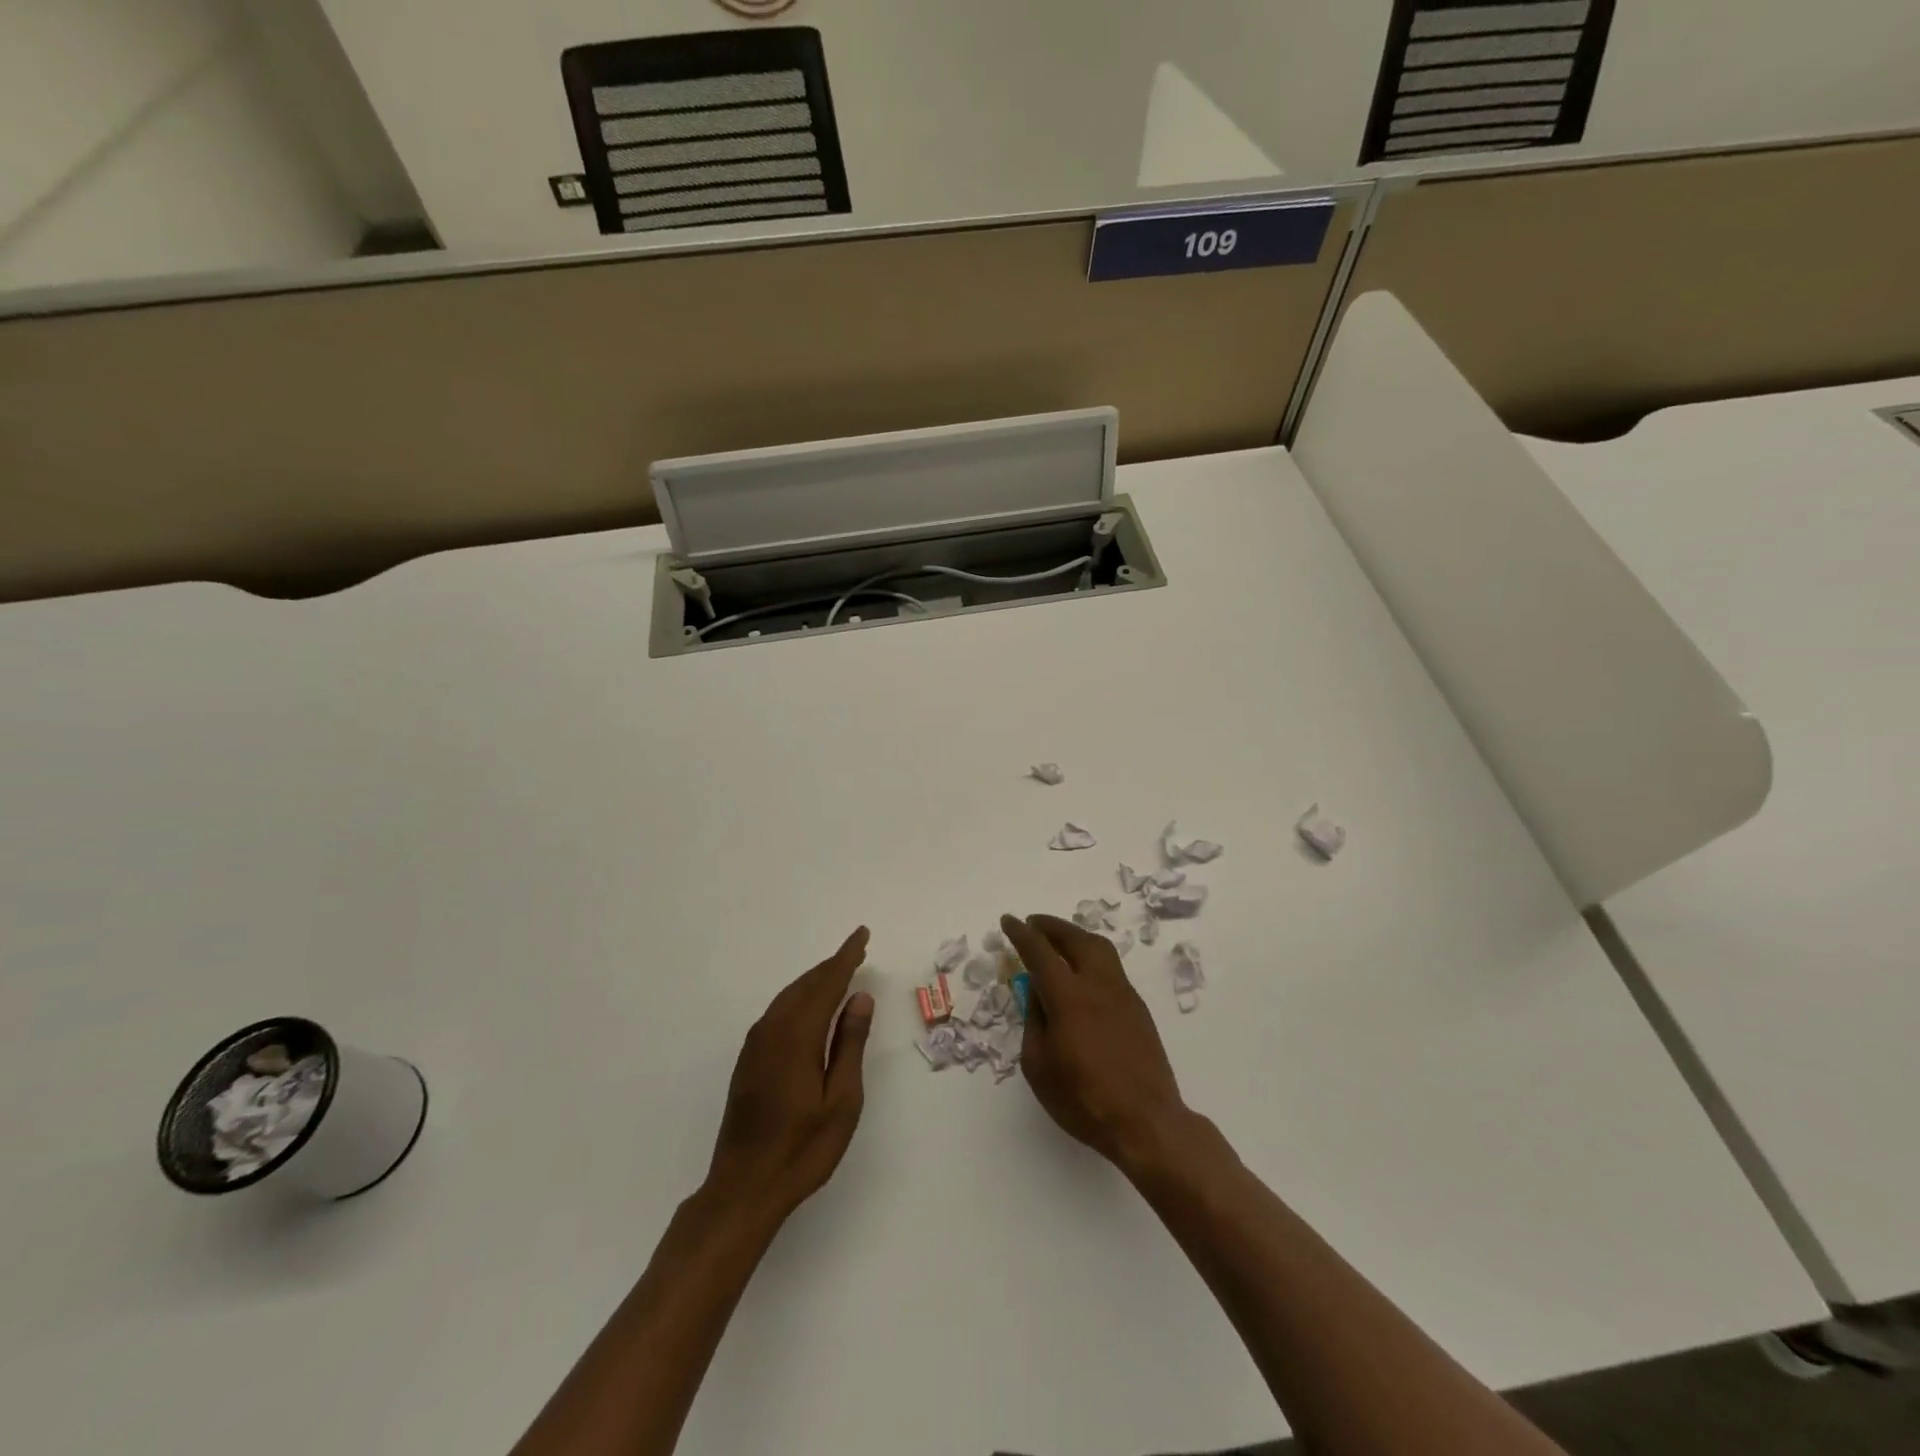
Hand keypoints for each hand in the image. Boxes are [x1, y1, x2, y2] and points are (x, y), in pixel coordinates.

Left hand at [705, 928, 875, 1219]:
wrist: (743, 1188)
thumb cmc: (802, 1148)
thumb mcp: (841, 1100)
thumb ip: (849, 1044)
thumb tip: (859, 997)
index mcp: (798, 1036)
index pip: (827, 983)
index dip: (846, 957)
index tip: (862, 935)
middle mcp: (773, 1031)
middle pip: (805, 985)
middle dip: (832, 965)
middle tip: (856, 951)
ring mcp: (756, 1045)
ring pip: (789, 997)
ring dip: (814, 980)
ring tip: (838, 972)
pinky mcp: (749, 1060)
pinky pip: (778, 1011)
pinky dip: (799, 998)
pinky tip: (809, 1007)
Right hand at [1000, 913, 1188, 1171]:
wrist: (1146, 1122)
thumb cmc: (1084, 1099)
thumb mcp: (1039, 1066)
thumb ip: (1034, 1022)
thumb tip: (1038, 995)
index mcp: (1069, 997)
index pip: (1040, 952)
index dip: (1022, 934)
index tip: (1009, 921)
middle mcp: (1098, 985)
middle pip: (1076, 939)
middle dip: (1052, 926)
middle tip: (1034, 923)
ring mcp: (1123, 994)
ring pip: (1100, 948)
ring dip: (1076, 936)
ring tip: (1059, 940)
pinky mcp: (1138, 1008)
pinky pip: (1111, 967)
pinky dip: (1091, 956)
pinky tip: (1082, 972)